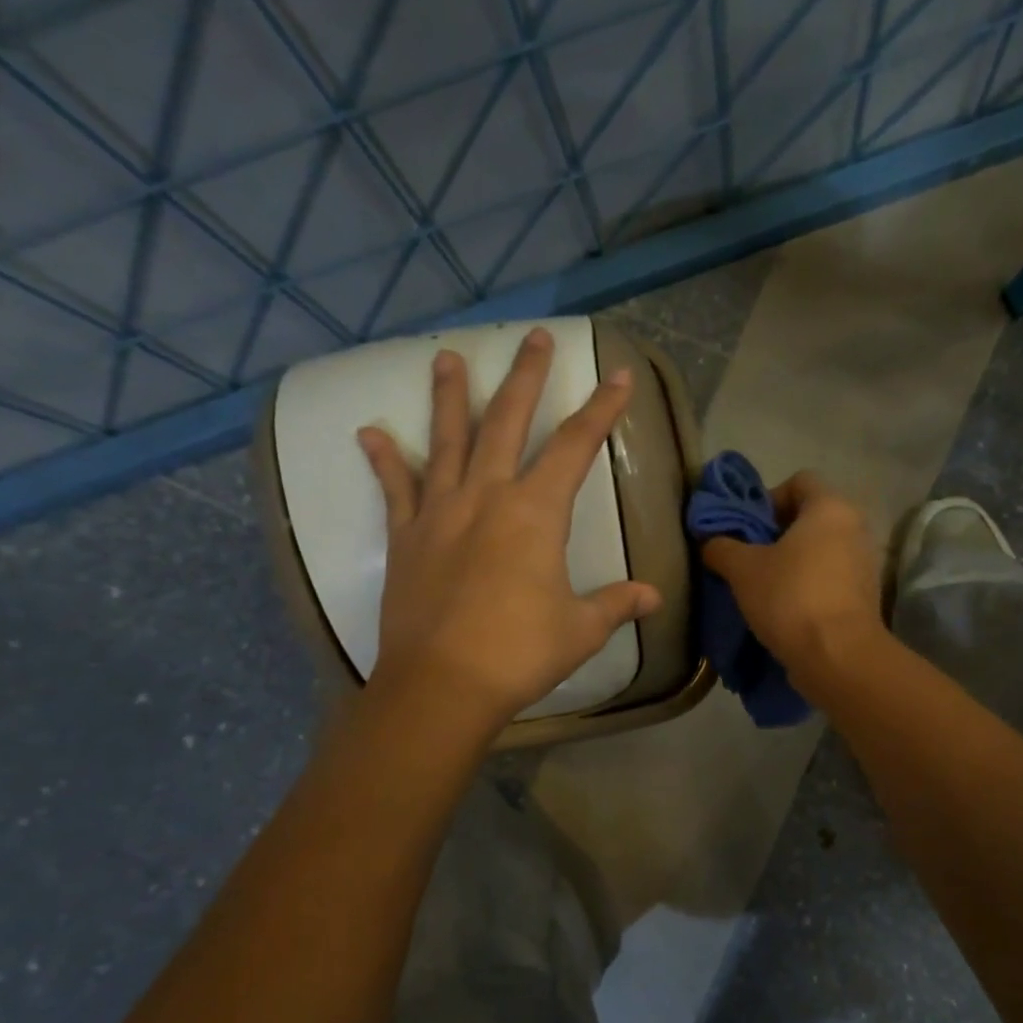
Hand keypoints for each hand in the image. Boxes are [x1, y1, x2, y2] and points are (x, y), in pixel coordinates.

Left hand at [355, 327, 660, 728]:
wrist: (443, 685)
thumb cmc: (519, 653)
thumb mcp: (581, 629)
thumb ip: (616, 604)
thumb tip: (652, 596)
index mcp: (535, 513)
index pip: (575, 447)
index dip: (601, 409)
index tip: (618, 375)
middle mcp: (487, 497)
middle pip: (507, 422)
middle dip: (525, 377)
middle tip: (533, 337)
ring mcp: (440, 513)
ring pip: (447, 441)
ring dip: (450, 397)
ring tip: (447, 358)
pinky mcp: (406, 538)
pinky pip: (395, 489)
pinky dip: (384, 461)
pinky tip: (370, 433)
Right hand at [700, 472, 885, 687]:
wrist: (838, 657)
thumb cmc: (790, 598)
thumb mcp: (742, 570)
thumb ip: (721, 547)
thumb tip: (710, 542)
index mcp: (830, 507)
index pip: (799, 480)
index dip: (768, 498)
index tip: (748, 528)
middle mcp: (856, 527)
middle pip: (811, 517)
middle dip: (777, 534)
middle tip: (749, 558)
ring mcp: (865, 563)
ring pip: (822, 550)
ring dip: (793, 563)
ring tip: (764, 587)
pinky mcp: (866, 595)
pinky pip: (832, 577)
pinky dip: (810, 585)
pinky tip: (786, 609)